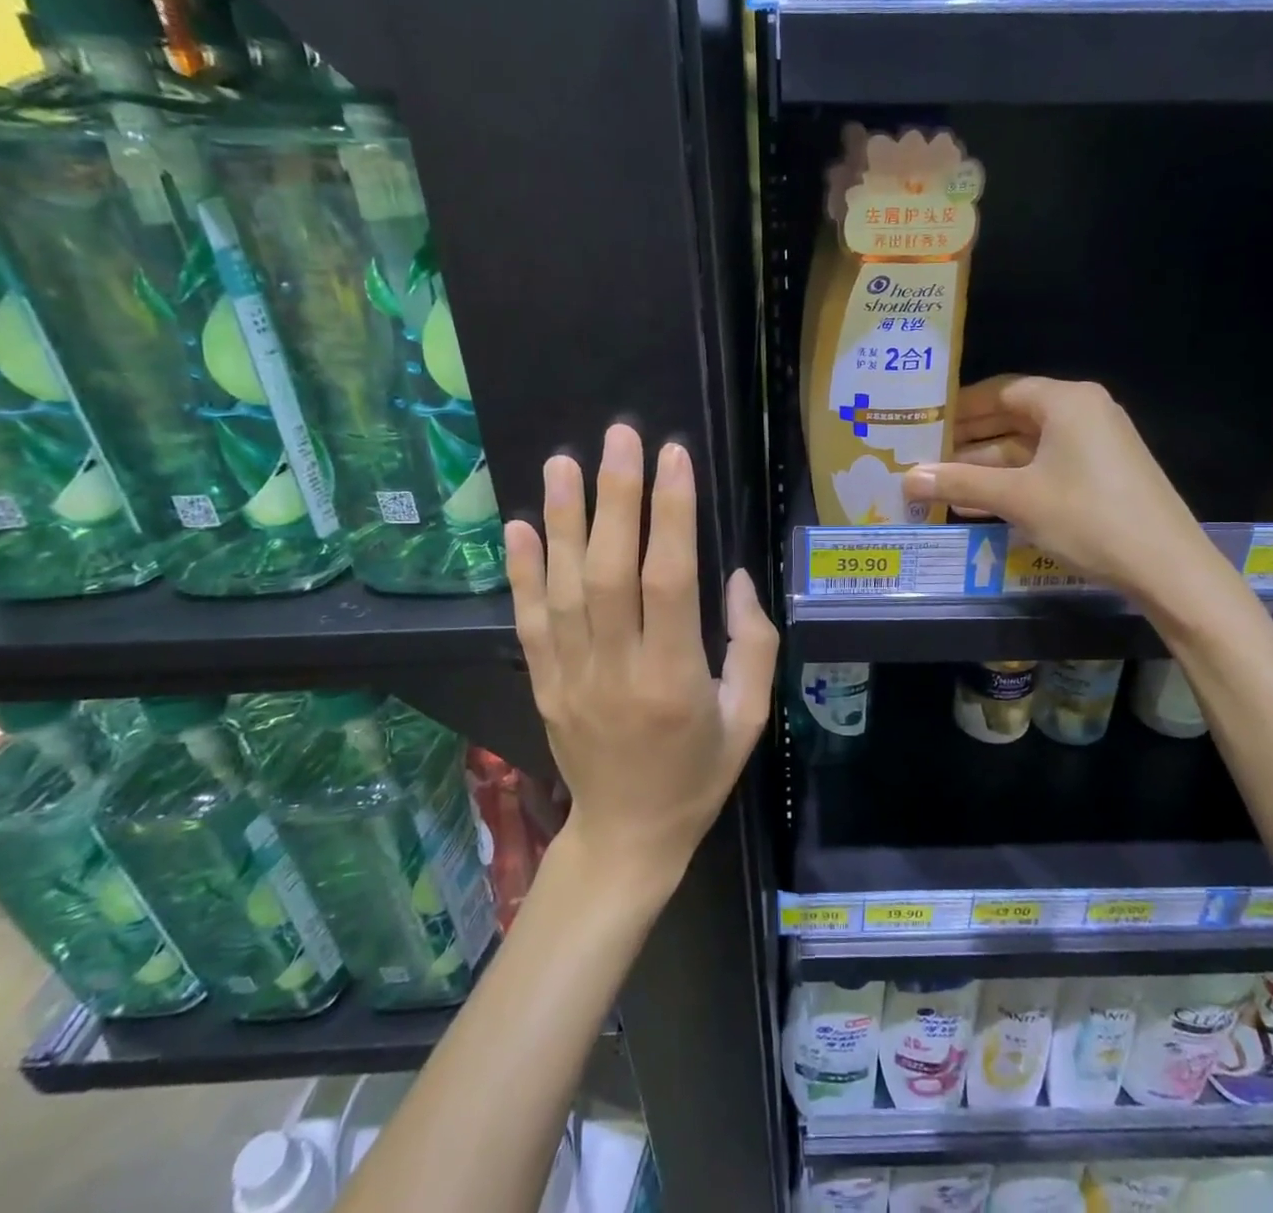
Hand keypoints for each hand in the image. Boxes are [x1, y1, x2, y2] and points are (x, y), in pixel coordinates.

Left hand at [505, 424, 778, 895]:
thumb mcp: (750, 717)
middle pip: (610, 571)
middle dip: (615, 497)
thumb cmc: (700, 773)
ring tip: (563, 462)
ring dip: (562, 520)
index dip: (671, 514)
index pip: (669, 580)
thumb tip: (730, 576)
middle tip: (620, 437)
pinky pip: (528, 621)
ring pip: (562, 587)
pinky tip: (519, 525)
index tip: (675, 458)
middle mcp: (616, 669)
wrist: (628, 835)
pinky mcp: (542, 684)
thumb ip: (753, 644)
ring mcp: (570, 676)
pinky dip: (522, 571)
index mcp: (674, 679)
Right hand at [907, 376, 1222, 602]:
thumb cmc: (1088, 518)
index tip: (924, 425)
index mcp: (1066, 401)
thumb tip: (908, 478)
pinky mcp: (1102, 473)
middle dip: (969, 440)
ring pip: (1028, 446)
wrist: (1168, 567)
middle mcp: (1083, 411)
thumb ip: (961, 484)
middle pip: (1013, 417)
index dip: (959, 408)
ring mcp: (1096, 443)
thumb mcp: (1017, 499)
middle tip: (925, 456)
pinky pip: (1046, 466)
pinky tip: (979, 503)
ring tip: (941, 485)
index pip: (1000, 390)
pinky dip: (1014, 481)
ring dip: (987, 466)